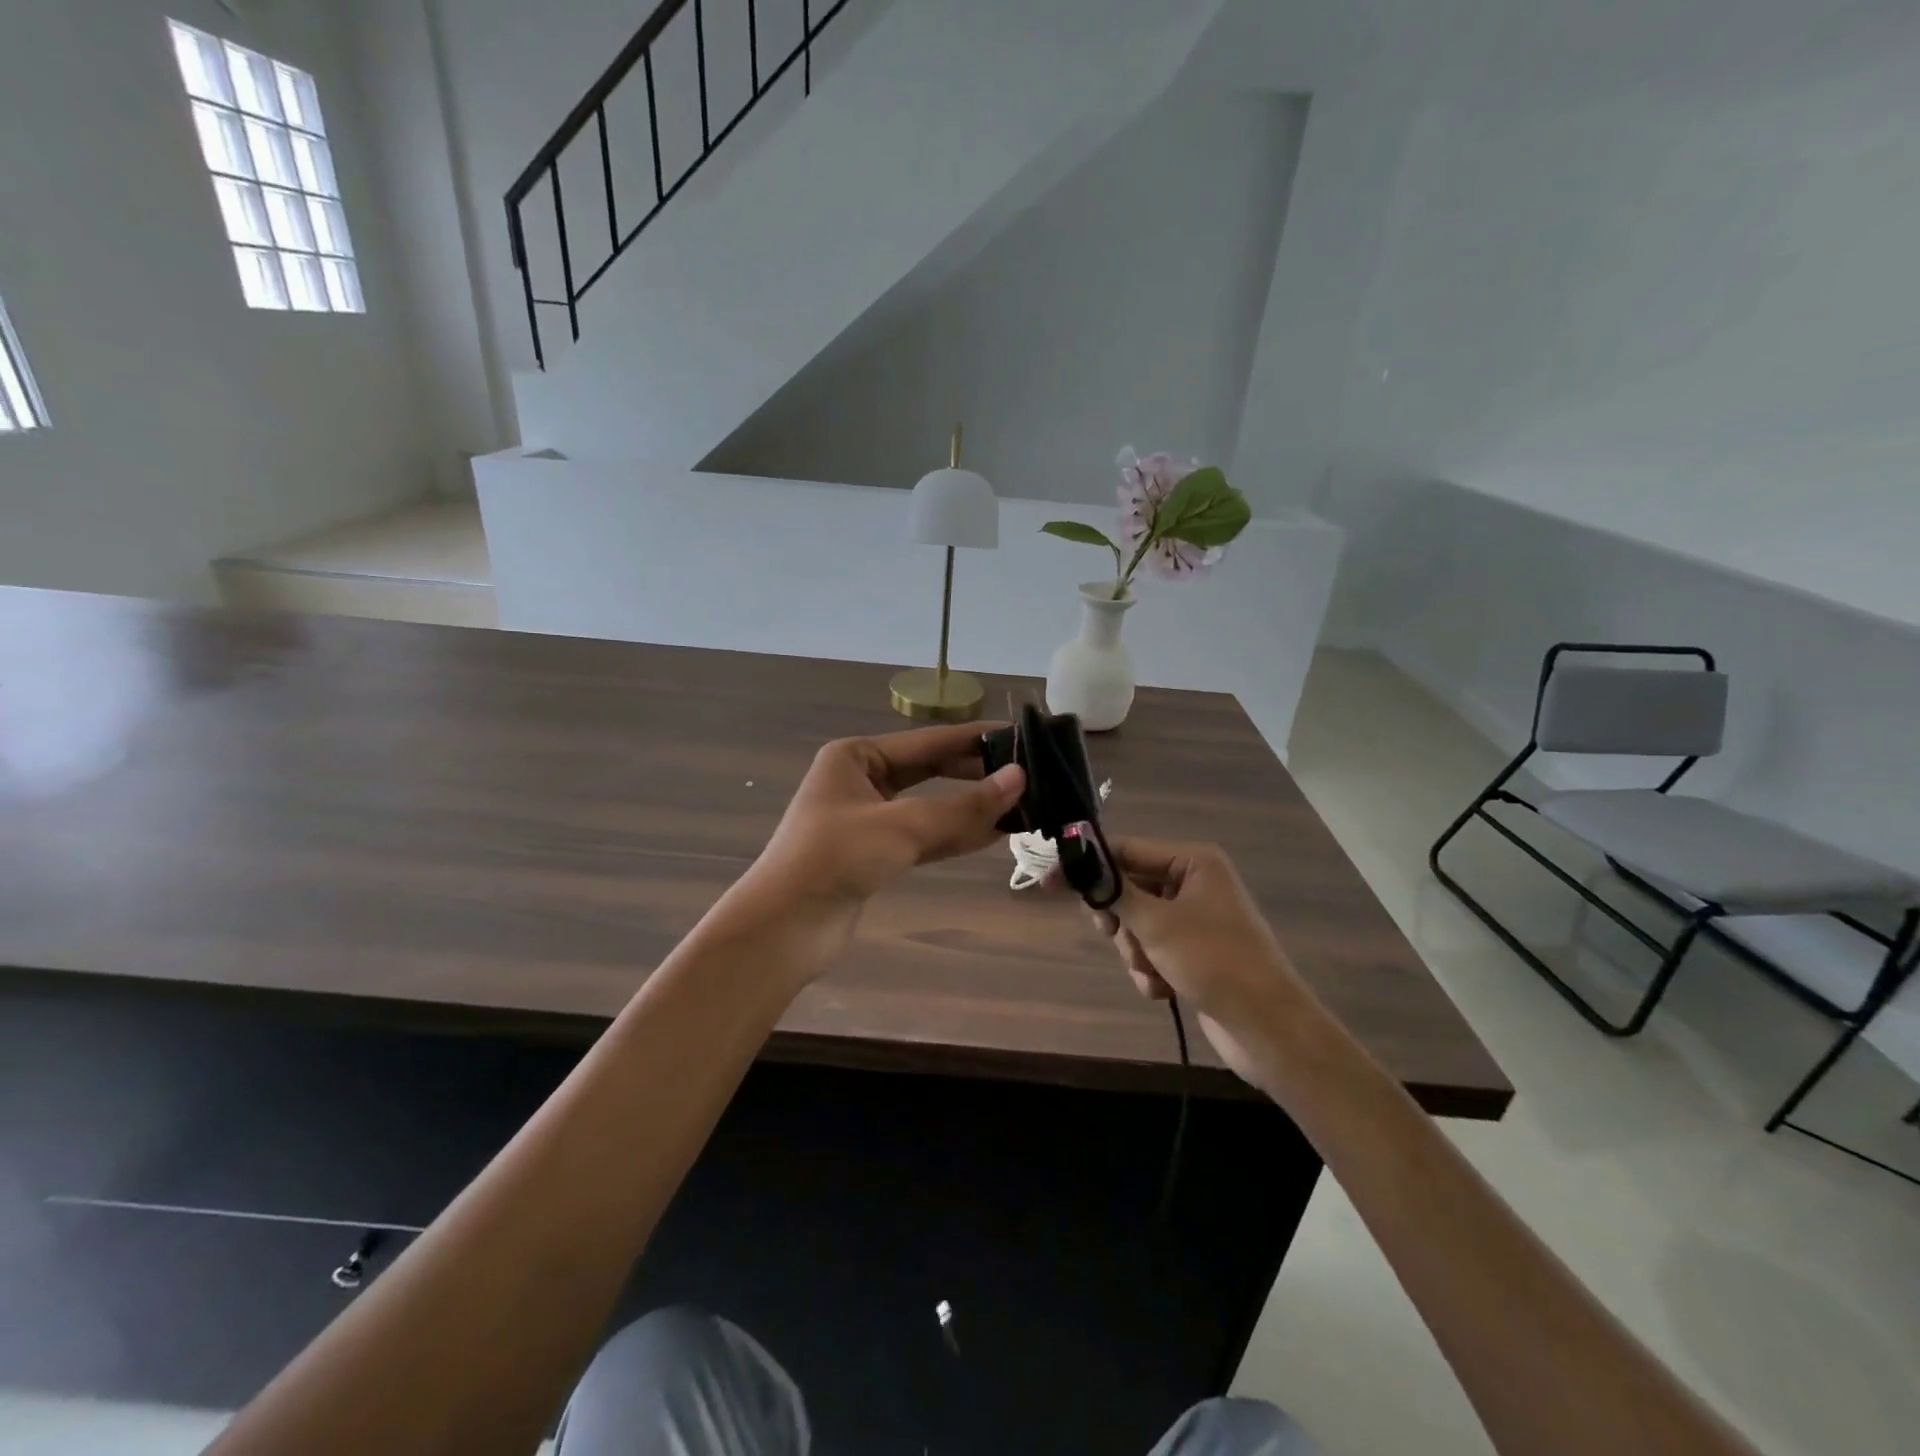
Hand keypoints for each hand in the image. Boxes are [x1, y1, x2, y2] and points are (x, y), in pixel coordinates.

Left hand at [731, 724, 1024, 974]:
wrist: (784, 928)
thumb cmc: (834, 859)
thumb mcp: (901, 826)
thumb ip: (962, 807)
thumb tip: (1020, 779)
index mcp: (856, 757)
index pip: (928, 741)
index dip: (975, 740)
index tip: (1021, 737)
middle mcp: (863, 781)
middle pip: (931, 771)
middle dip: (975, 775)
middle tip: (1029, 775)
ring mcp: (870, 820)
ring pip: (931, 807)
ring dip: (971, 809)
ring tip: (1023, 804)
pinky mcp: (877, 855)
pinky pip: (925, 837)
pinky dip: (956, 835)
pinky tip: (994, 833)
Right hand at [1090, 838, 1311, 1086]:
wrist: (1266, 1027)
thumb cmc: (1213, 961)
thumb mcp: (1156, 923)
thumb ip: (1114, 891)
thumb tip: (1077, 862)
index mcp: (1193, 862)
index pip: (1126, 851)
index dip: (1089, 867)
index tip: (1050, 883)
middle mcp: (1194, 884)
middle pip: (1129, 889)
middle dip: (1121, 922)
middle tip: (1113, 934)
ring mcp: (1194, 920)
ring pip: (1137, 925)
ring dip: (1135, 952)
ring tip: (1152, 972)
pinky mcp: (1193, 953)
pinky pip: (1152, 950)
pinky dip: (1150, 969)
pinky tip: (1163, 989)